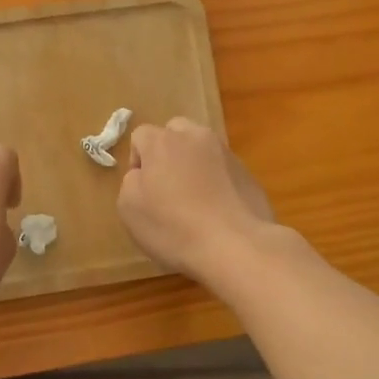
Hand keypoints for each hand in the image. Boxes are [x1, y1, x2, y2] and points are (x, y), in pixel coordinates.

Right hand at [118, 118, 276, 284]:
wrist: (236, 246)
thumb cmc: (174, 227)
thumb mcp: (130, 209)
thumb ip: (131, 182)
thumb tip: (143, 174)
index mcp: (162, 142)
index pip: (141, 135)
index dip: (137, 161)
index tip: (142, 190)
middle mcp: (195, 137)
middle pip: (175, 132)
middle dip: (168, 153)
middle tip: (167, 187)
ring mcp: (226, 154)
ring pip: (202, 150)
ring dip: (194, 166)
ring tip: (195, 201)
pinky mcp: (248, 174)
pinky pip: (223, 171)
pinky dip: (217, 183)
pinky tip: (217, 212)